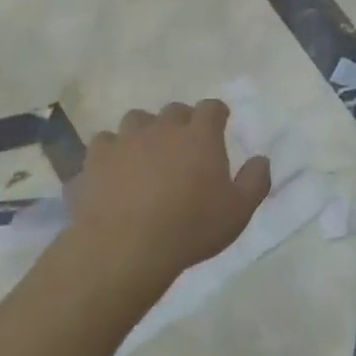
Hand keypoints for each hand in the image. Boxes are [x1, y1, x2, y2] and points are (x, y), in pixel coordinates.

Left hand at [67, 100, 271, 282]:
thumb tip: (261, 159)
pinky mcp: (94, 160)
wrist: (125, 247)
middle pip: (174, 110)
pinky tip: (113, 172)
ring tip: (146, 154)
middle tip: (184, 146)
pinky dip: (110, 153)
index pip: (211, 108)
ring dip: (144, 132)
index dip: (216, 114)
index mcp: (200, 136)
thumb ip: (255, 181)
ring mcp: (125, 141)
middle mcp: (162, 128)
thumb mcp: (239, 211)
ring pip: (136, 120)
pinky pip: (103, 144)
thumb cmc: (191, 228)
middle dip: (181, 122)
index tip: (219, 124)